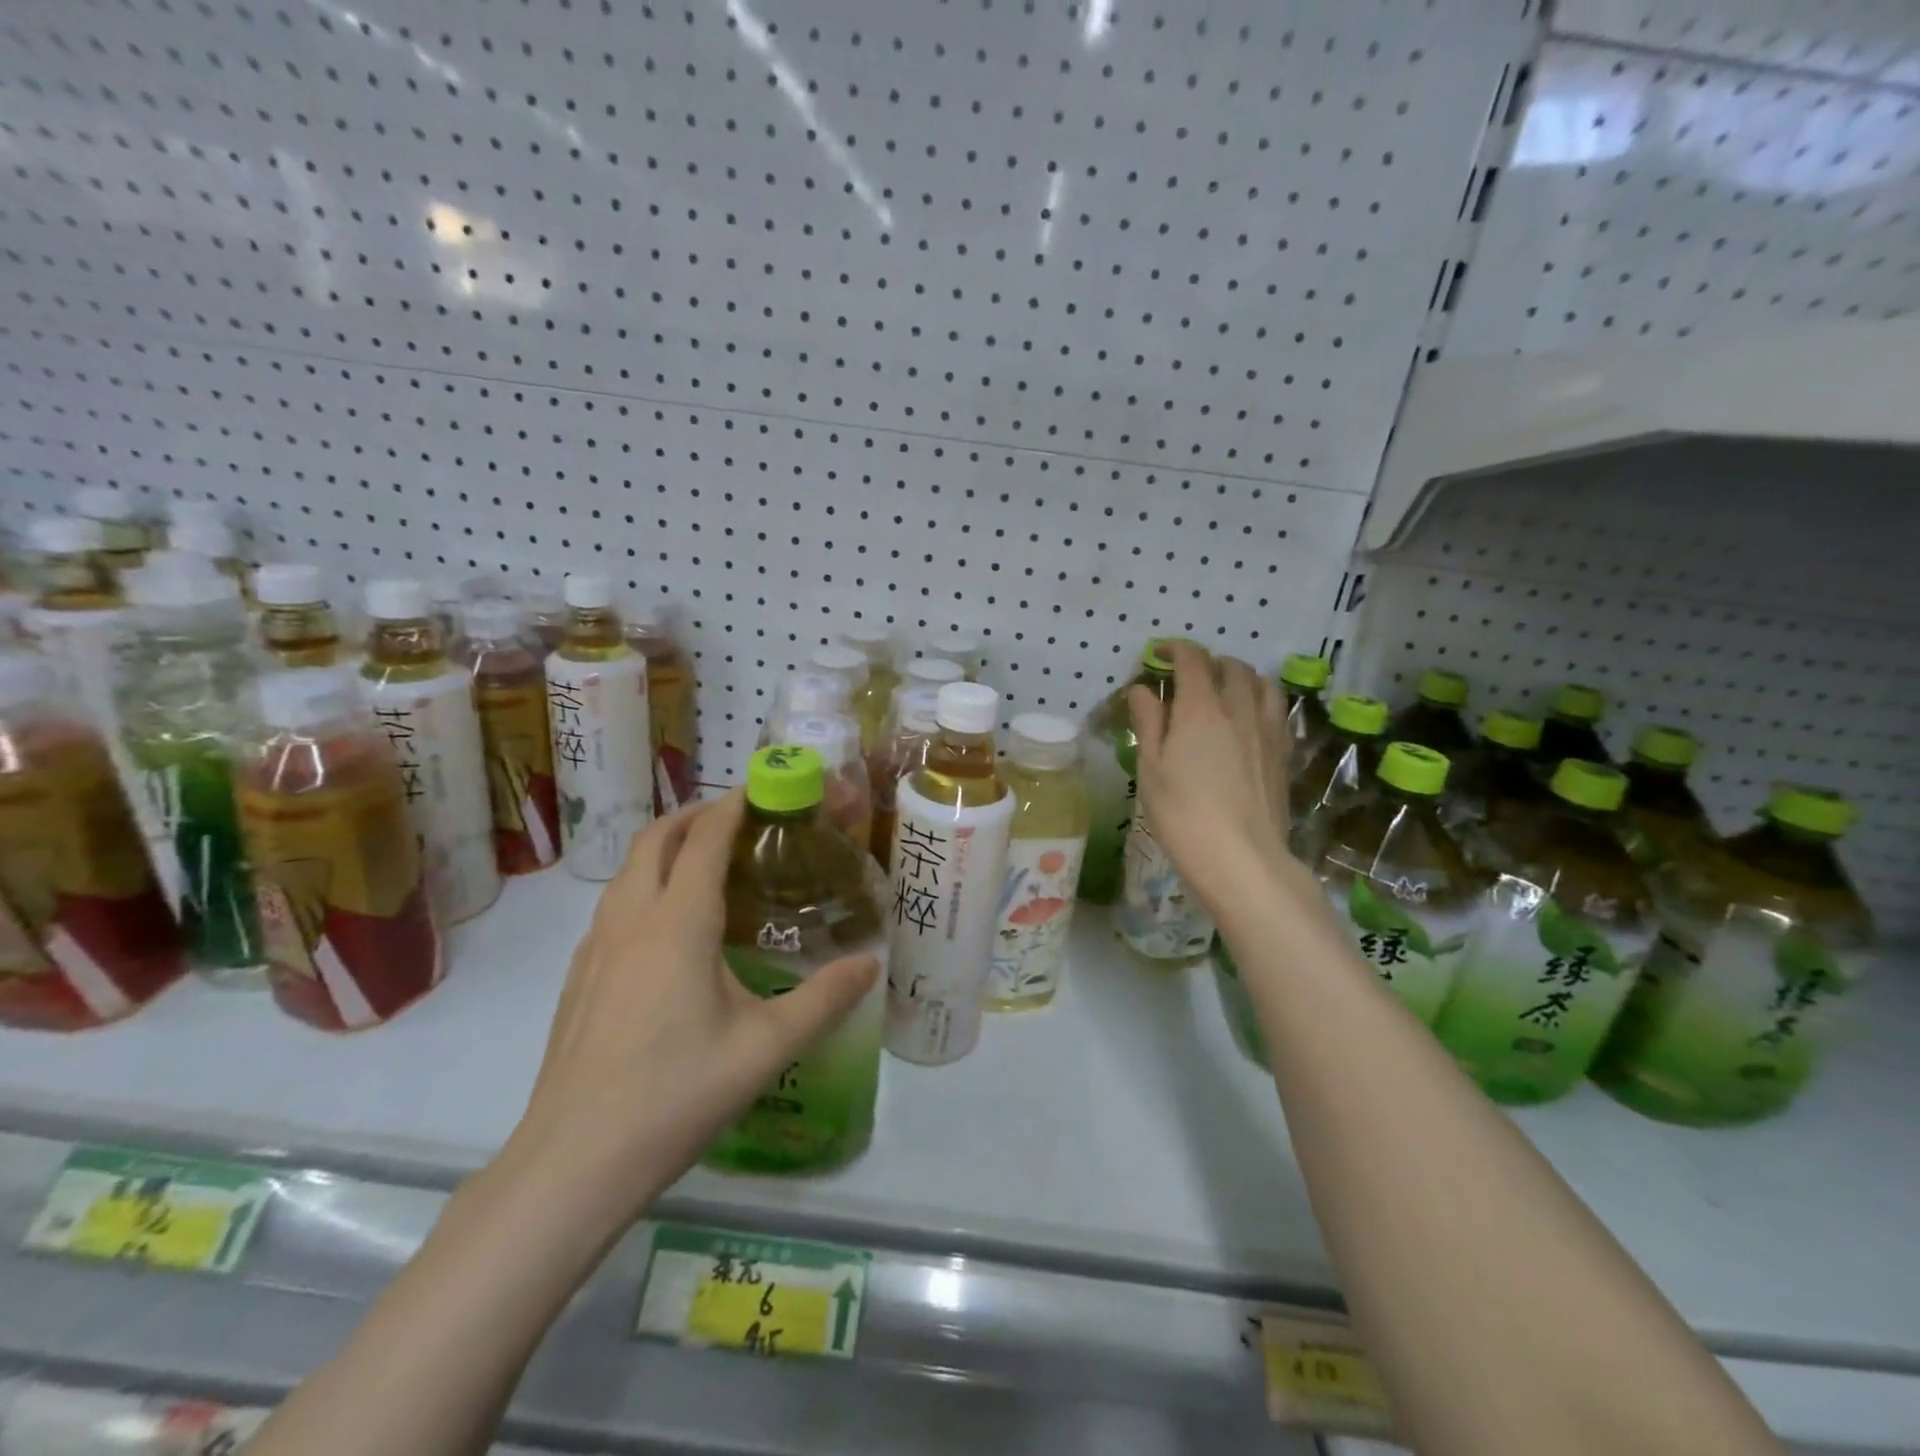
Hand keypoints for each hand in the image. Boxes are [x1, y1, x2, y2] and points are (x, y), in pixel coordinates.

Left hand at [506, 792, 879, 1225]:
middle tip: (733, 816)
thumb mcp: (766, 1048)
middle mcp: (631, 922)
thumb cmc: (676, 1095)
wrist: (572, 1164)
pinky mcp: (578, 979)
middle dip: (692, 815)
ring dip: (662, 848)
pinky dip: (642, 886)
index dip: (731, 806)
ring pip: (626, 872)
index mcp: (677, 925)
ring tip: (702, 861)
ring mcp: (594, 950)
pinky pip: (613, 907)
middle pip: (654, 840)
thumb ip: (824, 1000)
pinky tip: (665, 928)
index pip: (703, 840)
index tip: (759, 788)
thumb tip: (872, 965)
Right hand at [1128, 642, 1298, 923]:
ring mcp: (1268, 731)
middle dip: (1207, 662)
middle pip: (1231, 667)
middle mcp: (1239, 710)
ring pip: (1261, 683)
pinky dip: (1259, 700)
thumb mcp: (1151, 770)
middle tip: (1187, 677)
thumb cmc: (1183, 816)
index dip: (1174, 649)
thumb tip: (1142, 689)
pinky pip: (1276, 710)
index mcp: (1201, 709)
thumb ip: (1149, 723)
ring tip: (1223, 691)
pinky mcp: (1284, 754)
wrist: (1242, 860)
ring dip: (1240, 676)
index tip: (1158, 654)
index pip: (1192, 659)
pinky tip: (1247, 720)